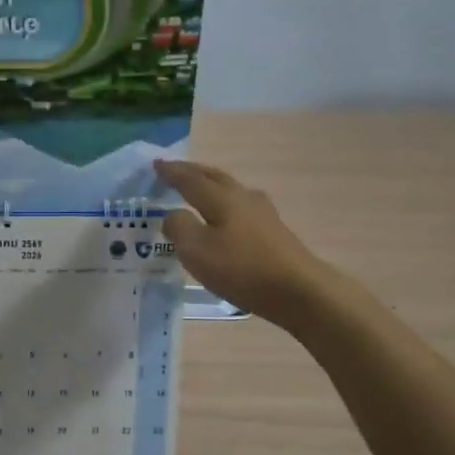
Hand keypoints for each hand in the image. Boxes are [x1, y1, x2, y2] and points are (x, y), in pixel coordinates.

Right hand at [156, 159, 337, 327]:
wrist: (298, 291)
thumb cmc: (242, 269)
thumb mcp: (197, 250)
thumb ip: (179, 227)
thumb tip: (172, 215)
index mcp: (221, 198)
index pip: (190, 179)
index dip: (171, 172)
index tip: (156, 164)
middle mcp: (243, 197)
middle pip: (214, 178)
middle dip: (193, 172)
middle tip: (175, 170)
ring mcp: (263, 213)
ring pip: (230, 191)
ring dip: (211, 186)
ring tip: (198, 190)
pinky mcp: (274, 231)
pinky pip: (241, 207)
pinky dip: (225, 205)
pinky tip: (227, 217)